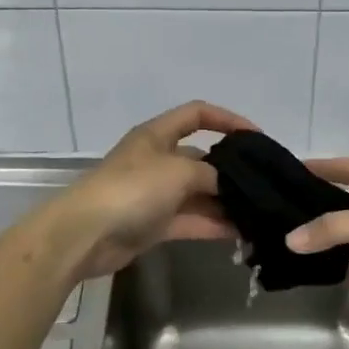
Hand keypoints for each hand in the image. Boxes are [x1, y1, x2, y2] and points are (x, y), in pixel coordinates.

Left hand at [58, 101, 257, 280]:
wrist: (85, 234)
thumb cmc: (132, 189)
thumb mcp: (178, 171)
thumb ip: (210, 174)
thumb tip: (228, 185)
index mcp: (157, 135)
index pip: (197, 114)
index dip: (227, 119)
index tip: (256, 136)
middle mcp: (157, 160)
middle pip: (200, 158)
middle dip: (230, 169)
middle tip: (263, 182)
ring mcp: (155, 193)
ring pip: (198, 193)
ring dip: (224, 201)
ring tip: (257, 211)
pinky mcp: (153, 224)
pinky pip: (190, 219)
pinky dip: (212, 224)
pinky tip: (240, 232)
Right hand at [287, 158, 348, 312]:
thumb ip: (335, 229)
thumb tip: (290, 239)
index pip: (345, 168)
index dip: (320, 166)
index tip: (286, 168)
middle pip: (341, 205)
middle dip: (314, 210)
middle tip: (274, 214)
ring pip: (346, 239)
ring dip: (323, 244)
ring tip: (282, 245)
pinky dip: (338, 270)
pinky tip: (310, 273)